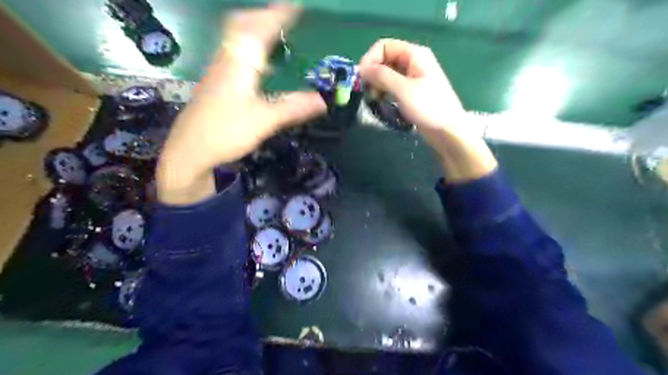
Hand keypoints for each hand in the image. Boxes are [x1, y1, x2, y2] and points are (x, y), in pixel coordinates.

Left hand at [157, 5, 322, 204]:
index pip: (258, 29)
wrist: (189, 152)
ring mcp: (217, 72)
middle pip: (240, 26)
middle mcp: (225, 61)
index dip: (277, 15)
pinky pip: (234, 56)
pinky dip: (249, 51)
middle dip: (262, 17)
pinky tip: (260, 67)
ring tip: (276, 37)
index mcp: (238, 64)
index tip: (296, 6)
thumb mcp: (264, 121)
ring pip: (235, 41)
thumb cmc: (225, 133)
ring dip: (255, 32)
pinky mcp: (215, 85)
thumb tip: (323, 100)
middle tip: (284, 19)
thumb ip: (293, 108)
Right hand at [360, 38, 494, 181]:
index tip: (362, 79)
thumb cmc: (428, 107)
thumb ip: (382, 76)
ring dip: (376, 85)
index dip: (370, 59)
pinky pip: (391, 86)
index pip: (384, 46)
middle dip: (372, 74)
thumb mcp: (403, 89)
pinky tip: (380, 102)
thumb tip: (362, 69)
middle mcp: (412, 62)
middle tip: (368, 92)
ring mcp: (411, 77)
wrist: (447, 130)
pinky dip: (383, 92)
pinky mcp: (409, 91)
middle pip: (384, 59)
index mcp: (414, 54)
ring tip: (374, 100)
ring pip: (386, 74)